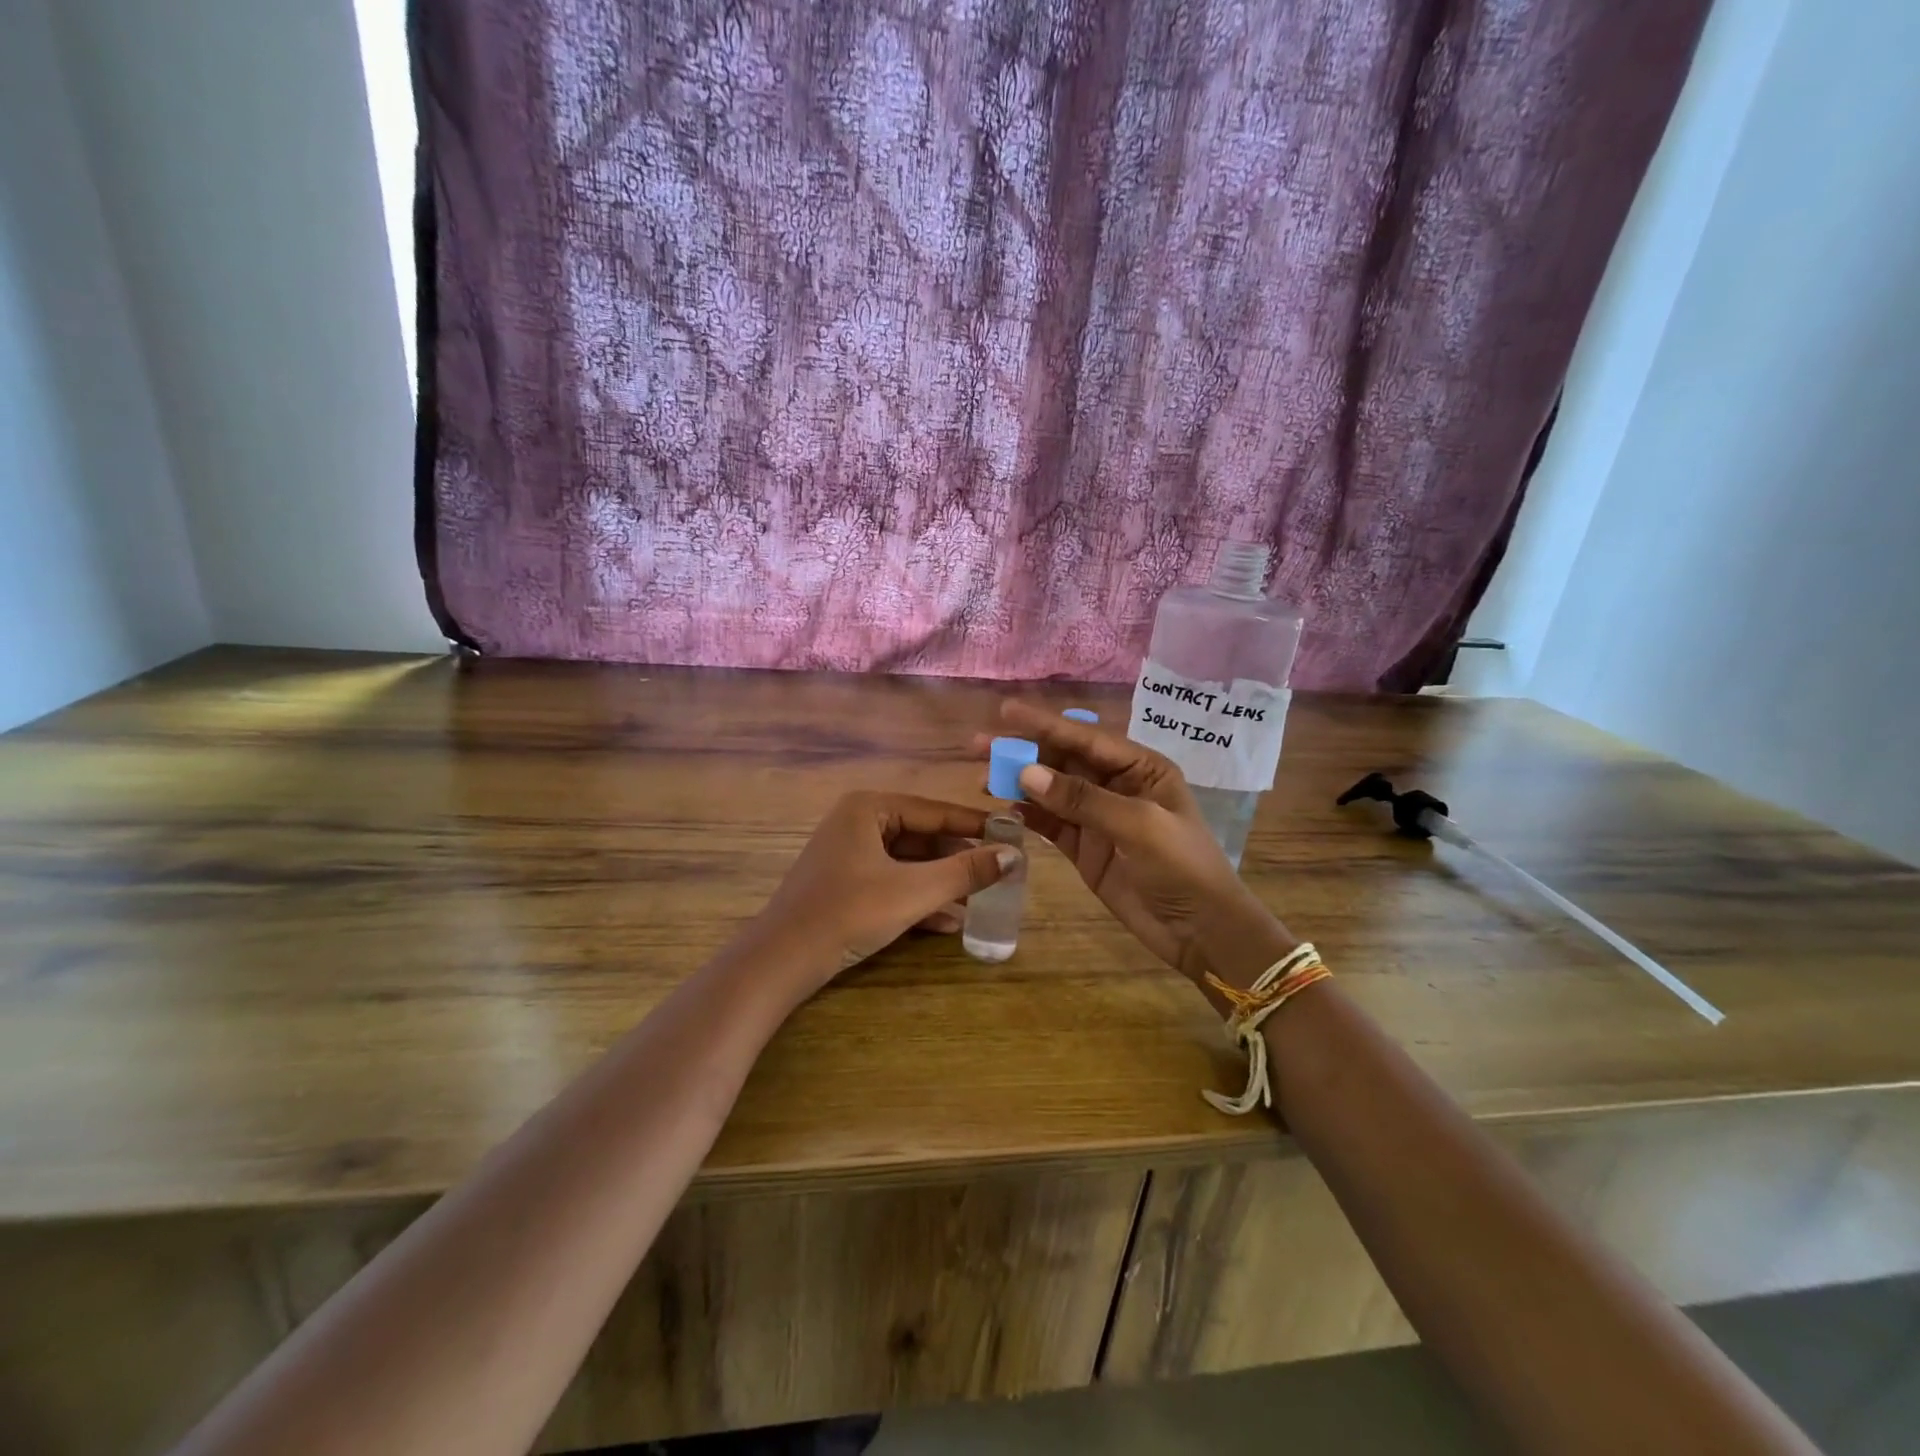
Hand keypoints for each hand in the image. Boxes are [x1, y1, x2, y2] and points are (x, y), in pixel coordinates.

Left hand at [744, 791, 1019, 998]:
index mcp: (869, 808)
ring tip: (982, 901)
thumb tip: (1013, 856)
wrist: (781, 961)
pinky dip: (918, 899)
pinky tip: (949, 923)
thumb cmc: (849, 912)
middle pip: (922, 837)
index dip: (976, 826)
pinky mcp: (844, 885)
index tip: (1013, 835)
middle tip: (999, 874)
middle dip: (958, 861)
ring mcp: (848, 855)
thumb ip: (965, 872)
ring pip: (909, 864)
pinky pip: (892, 882)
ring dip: (942, 884)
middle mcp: (858, 822)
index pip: (936, 812)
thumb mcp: (913, 891)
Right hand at [978, 702, 1293, 988]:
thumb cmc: (1183, 868)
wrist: (1200, 931)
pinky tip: (1003, 808)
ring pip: (1051, 790)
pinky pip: (1050, 823)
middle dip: (1024, 751)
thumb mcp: (1139, 826)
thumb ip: (1083, 799)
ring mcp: (1098, 817)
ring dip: (1019, 782)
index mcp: (1141, 768)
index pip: (1086, 738)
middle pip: (1063, 760)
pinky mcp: (1085, 847)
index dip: (1044, 724)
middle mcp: (1117, 785)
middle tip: (979, 746)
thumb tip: (1027, 773)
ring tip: (982, 777)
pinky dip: (1028, 814)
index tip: (1004, 711)